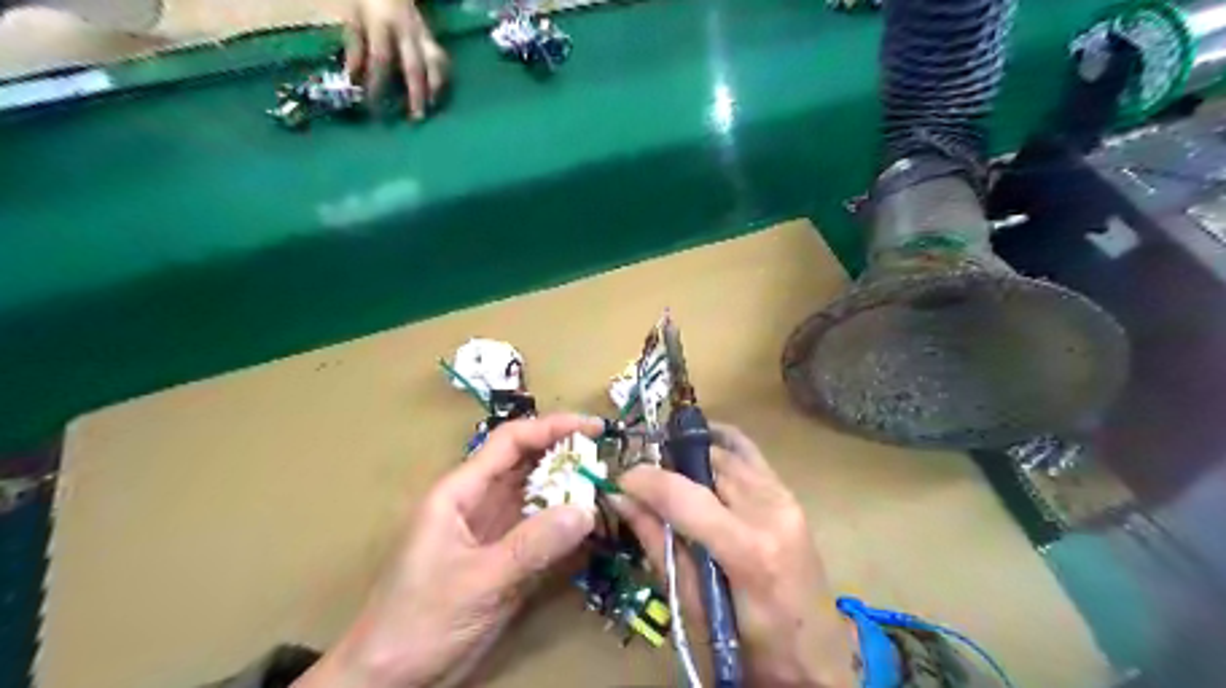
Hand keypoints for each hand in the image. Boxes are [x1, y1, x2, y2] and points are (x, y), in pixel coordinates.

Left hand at [298, 413, 600, 687]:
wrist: (389, 679)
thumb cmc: (420, 621)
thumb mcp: (478, 581)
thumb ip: (532, 546)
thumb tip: (586, 509)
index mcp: (461, 492)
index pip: (510, 442)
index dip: (552, 427)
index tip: (593, 428)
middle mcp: (479, 502)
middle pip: (527, 464)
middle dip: (566, 457)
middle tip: (607, 461)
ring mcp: (493, 530)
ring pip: (537, 496)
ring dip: (569, 491)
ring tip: (606, 491)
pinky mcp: (504, 557)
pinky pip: (541, 530)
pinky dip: (565, 525)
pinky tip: (591, 528)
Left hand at [343, 0, 447, 118]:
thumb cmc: (366, 1)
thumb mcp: (352, 16)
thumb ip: (354, 45)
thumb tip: (353, 77)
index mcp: (383, 24)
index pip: (381, 59)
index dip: (378, 84)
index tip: (375, 106)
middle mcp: (407, 32)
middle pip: (414, 68)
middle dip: (415, 94)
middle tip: (415, 118)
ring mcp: (423, 34)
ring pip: (435, 64)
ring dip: (435, 87)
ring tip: (432, 107)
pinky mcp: (431, 37)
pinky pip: (441, 59)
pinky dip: (442, 77)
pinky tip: (438, 93)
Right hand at [609, 422, 855, 684]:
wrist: (814, 655)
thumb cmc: (748, 644)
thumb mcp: (692, 605)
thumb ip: (657, 544)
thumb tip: (622, 500)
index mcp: (748, 549)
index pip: (684, 494)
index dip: (646, 480)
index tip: (620, 481)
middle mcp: (770, 511)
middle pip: (706, 463)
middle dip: (667, 466)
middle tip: (643, 485)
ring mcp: (785, 497)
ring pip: (726, 453)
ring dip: (691, 457)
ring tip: (669, 474)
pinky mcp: (789, 494)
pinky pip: (749, 453)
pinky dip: (719, 446)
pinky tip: (700, 448)